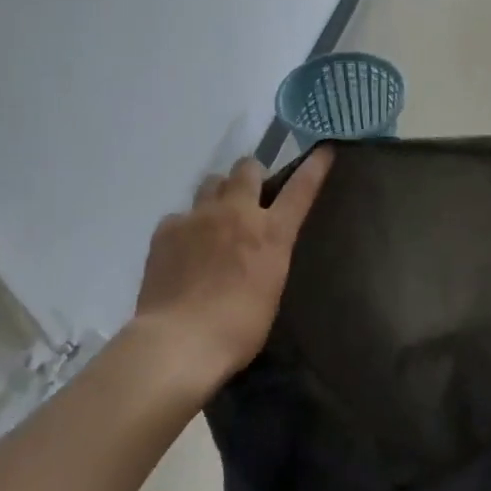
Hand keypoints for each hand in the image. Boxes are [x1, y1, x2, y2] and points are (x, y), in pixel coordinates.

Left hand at [134, 149, 334, 382]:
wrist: (179, 341)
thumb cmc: (237, 328)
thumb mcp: (270, 290)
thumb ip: (267, 258)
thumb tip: (256, 250)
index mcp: (270, 233)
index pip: (300, 189)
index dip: (314, 166)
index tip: (323, 149)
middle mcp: (236, 213)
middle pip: (247, 168)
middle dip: (252, 175)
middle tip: (250, 195)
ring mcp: (198, 217)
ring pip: (212, 182)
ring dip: (219, 193)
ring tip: (215, 219)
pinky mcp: (167, 229)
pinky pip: (181, 214)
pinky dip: (186, 226)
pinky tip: (183, 249)